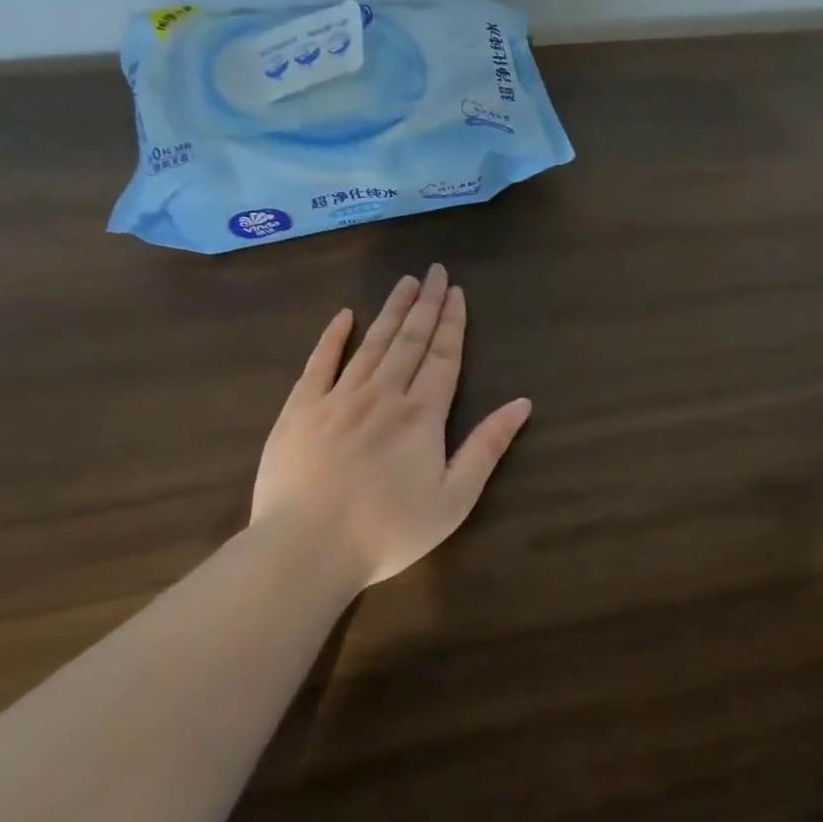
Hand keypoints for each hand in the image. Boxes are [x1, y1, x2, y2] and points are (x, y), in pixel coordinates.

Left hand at [251, 264, 532, 587]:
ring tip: (405, 283)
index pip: (444, 357)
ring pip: (371, 343)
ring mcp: (338, 398)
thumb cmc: (388, 530)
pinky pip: (319, 363)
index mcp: (422, 414)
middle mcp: (383, 394)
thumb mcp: (454, 499)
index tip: (457, 292)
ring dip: (391, 311)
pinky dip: (333, 337)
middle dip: (427, 304)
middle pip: (410, 340)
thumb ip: (487, 447)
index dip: (453, 323)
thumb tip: (522, 404)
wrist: (306, 550)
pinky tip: (344, 315)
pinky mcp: (300, 410)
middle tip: (435, 271)